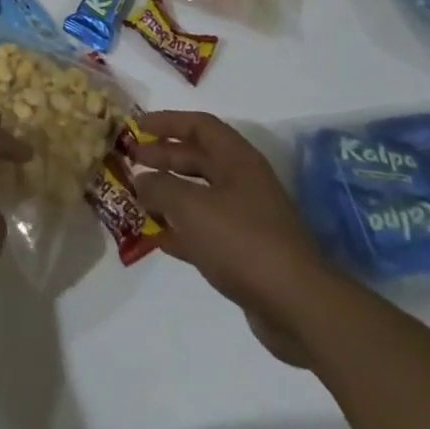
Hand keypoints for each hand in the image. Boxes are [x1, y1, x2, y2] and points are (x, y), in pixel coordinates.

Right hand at [133, 111, 344, 365]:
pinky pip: (207, 230)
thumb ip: (160, 187)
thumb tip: (141, 180)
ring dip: (170, 194)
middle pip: (199, 159)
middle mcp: (244, 182)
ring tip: (138, 197)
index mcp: (238, 160)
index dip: (167, 122)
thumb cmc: (242, 241)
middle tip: (132, 162)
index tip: (138, 127)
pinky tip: (158, 237)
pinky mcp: (247, 252)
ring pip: (201, 195)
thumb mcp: (191, 207)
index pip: (199, 126)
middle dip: (164, 157)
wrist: (297, 305)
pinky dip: (182, 229)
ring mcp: (248, 218)